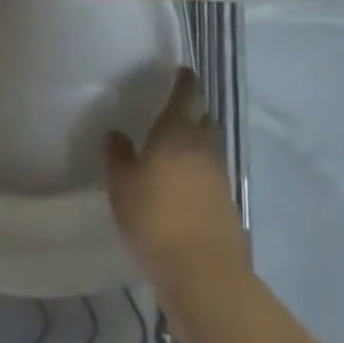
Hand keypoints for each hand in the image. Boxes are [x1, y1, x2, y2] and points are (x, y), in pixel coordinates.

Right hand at [106, 68, 249, 291]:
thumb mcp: (122, 185)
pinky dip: (200, 168)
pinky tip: (184, 180)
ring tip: (176, 144)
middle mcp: (204, 147)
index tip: (181, 70)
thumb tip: (116, 133)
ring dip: (197, 140)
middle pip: (204, 118)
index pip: (187, 95)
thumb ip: (118, 155)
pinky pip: (212, 173)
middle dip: (193, 109)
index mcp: (178, 132)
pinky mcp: (227, 203)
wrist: (202, 271)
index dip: (185, 81)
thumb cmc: (155, 217)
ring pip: (210, 146)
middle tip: (175, 107)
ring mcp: (220, 176)